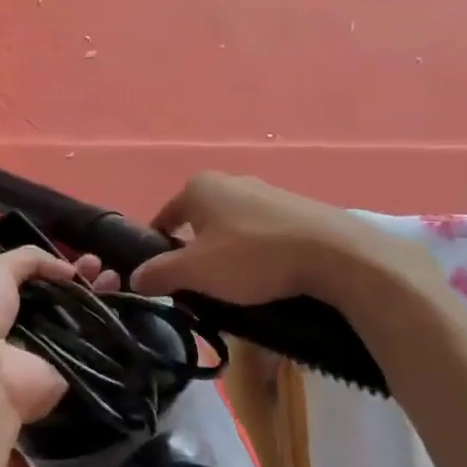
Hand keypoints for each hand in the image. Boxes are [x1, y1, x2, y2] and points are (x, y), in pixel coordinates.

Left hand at [0, 248, 114, 426]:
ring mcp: (47, 350)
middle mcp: (22, 326)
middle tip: (101, 266)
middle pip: (60, 299)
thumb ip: (28, 259)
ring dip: (99, 298)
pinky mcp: (67, 372)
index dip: (57, 266)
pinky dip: (107, 326)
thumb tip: (68, 269)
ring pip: (79, 320)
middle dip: (82, 280)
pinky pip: (91, 345)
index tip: (81, 256)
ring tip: (115, 278)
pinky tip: (122, 303)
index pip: (34, 281)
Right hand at [130, 172, 437, 306]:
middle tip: (200, 286)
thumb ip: (160, 273)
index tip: (164, 280)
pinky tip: (265, 275)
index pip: (164, 218)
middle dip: (194, 252)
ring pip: (230, 227)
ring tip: (235, 286)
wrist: (332, 253)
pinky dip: (255, 251)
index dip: (158, 249)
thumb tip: (134, 278)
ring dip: (226, 253)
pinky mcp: (293, 207)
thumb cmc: (252, 257)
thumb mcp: (197, 271)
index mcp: (199, 187)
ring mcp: (265, 190)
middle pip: (198, 222)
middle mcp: (229, 180)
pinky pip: (260, 231)